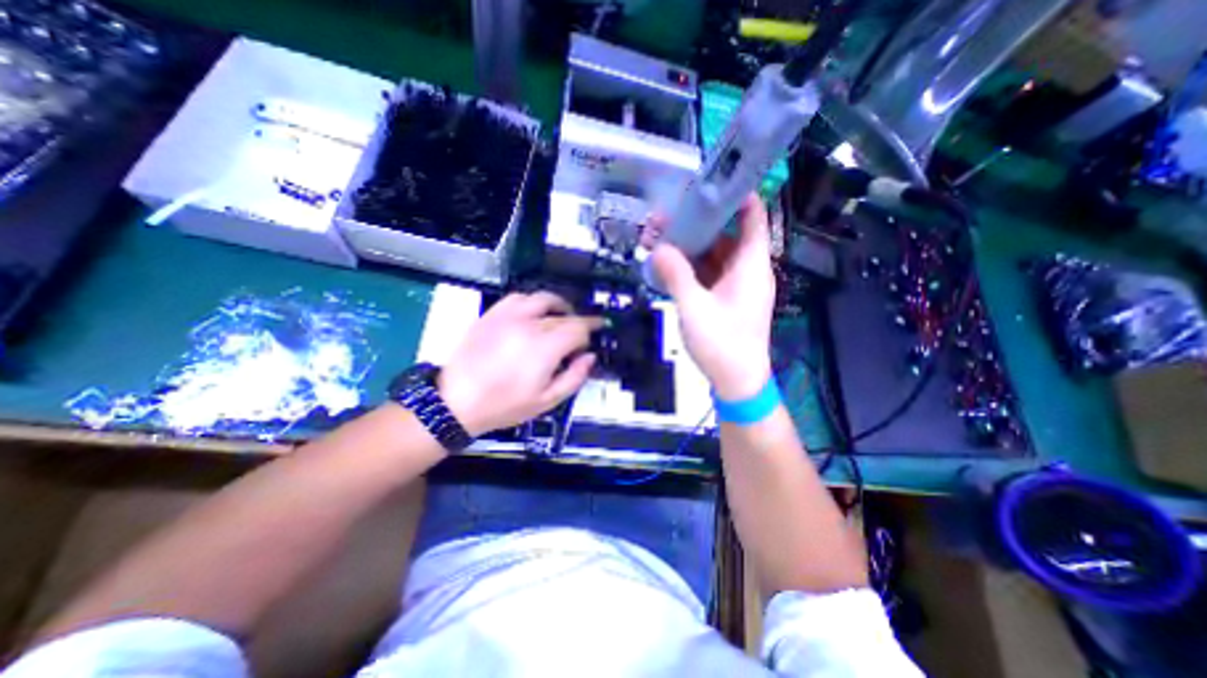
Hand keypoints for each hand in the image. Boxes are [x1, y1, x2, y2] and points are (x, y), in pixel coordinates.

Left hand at [437, 294, 600, 437]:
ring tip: (561, 317)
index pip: (579, 327)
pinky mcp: (493, 315)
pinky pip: (518, 297)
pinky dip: (532, 302)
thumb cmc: (503, 405)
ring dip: (558, 306)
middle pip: (564, 314)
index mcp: (545, 347)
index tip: (595, 334)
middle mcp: (529, 325)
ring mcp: (508, 316)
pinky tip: (533, 313)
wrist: (456, 401)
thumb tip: (589, 358)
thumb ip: (574, 377)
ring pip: (543, 299)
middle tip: (579, 335)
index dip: (591, 330)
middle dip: (577, 322)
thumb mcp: (547, 401)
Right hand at [651, 192, 772, 399]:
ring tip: (658, 238)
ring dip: (688, 245)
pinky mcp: (723, 298)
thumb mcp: (695, 308)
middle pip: (724, 233)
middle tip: (664, 216)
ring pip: (712, 254)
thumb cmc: (723, 344)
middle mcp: (745, 269)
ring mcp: (734, 284)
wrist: (737, 382)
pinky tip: (666, 263)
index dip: (735, 194)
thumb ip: (676, 275)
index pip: (752, 216)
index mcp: (750, 265)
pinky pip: (706, 272)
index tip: (707, 182)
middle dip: (696, 222)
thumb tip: (657, 248)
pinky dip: (689, 266)